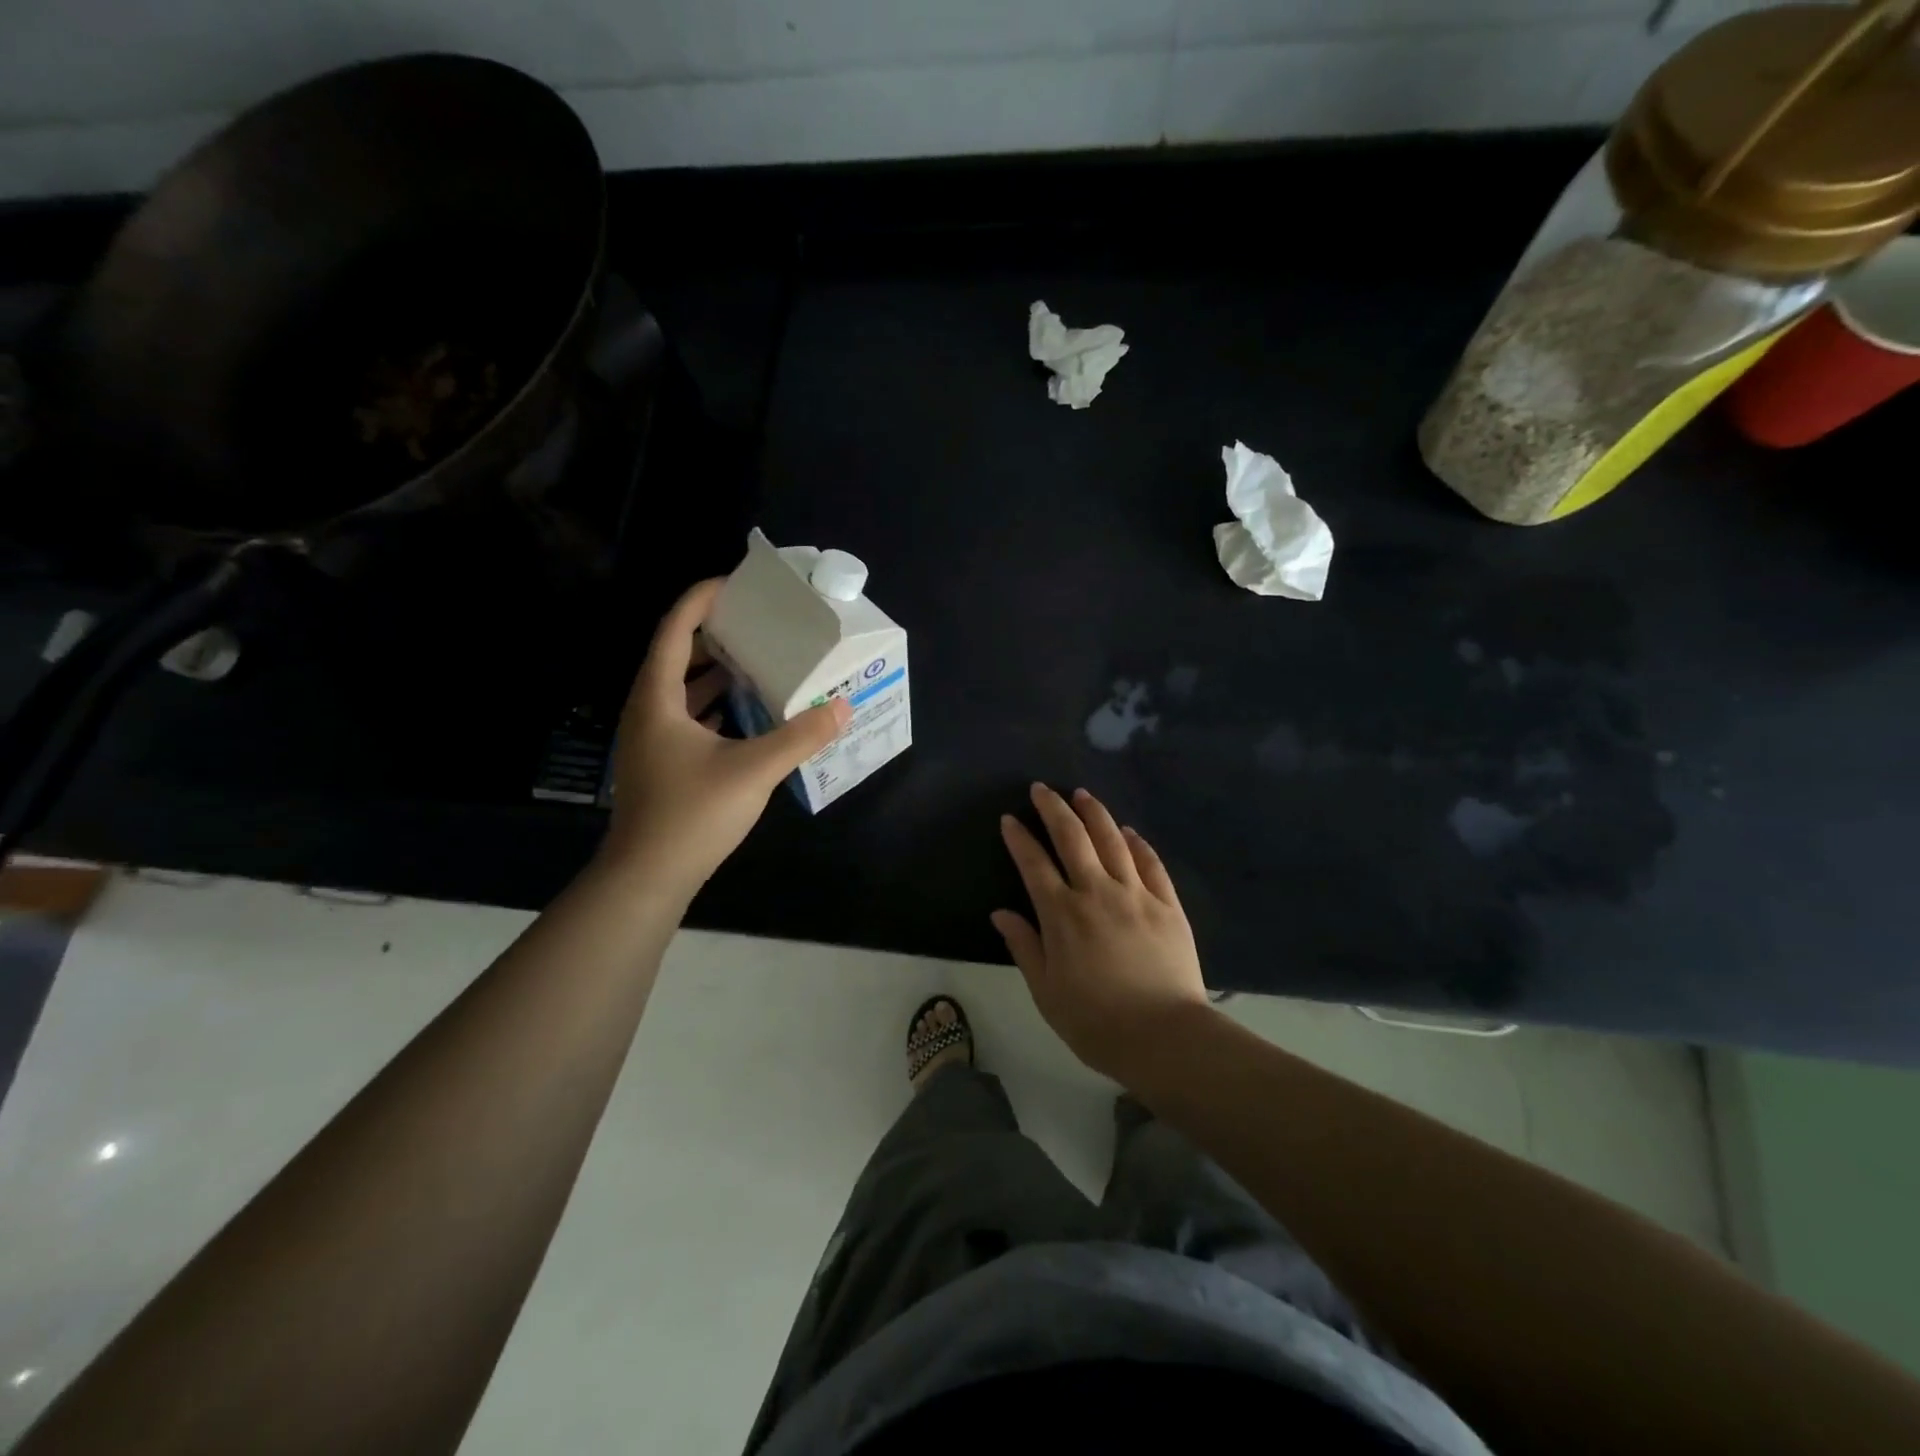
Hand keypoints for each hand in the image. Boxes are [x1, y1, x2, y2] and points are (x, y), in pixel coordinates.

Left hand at [601, 578, 849, 898]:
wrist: (647, 877)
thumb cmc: (692, 814)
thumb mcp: (753, 770)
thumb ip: (799, 736)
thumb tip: (841, 707)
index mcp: (657, 698)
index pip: (674, 629)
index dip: (701, 600)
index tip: (736, 584)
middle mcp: (647, 711)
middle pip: (675, 654)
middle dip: (713, 633)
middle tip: (755, 623)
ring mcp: (650, 739)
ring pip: (679, 689)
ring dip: (713, 671)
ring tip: (756, 660)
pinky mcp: (660, 763)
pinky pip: (685, 716)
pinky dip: (712, 705)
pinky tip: (744, 712)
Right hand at [992, 783, 1210, 1083]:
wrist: (1164, 1037)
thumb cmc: (1095, 1022)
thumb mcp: (1046, 991)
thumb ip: (1024, 946)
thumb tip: (1001, 913)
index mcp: (1062, 915)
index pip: (1034, 864)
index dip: (1019, 838)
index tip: (1009, 819)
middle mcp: (1097, 892)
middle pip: (1073, 838)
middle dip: (1053, 808)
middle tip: (1042, 789)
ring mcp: (1136, 895)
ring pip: (1112, 841)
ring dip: (1095, 813)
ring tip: (1082, 795)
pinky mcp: (1168, 904)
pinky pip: (1150, 863)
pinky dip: (1136, 843)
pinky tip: (1128, 831)